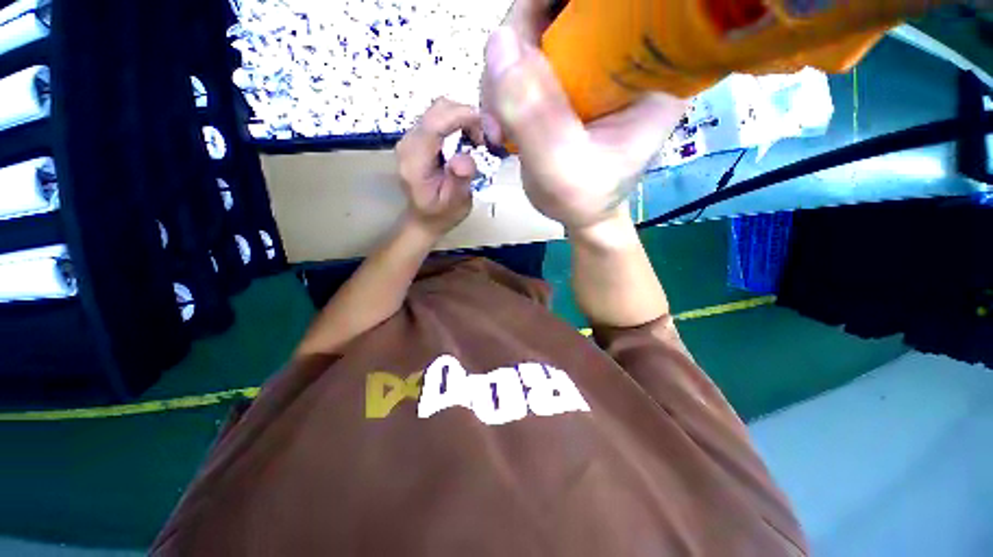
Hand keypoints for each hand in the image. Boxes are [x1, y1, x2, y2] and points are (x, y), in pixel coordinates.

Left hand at [395, 98, 485, 237]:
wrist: (423, 219)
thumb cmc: (441, 215)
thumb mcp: (455, 204)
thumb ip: (459, 180)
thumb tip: (465, 158)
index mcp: (415, 161)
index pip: (435, 124)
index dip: (461, 116)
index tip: (485, 126)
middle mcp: (408, 144)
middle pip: (436, 110)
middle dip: (465, 116)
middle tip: (483, 140)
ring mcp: (410, 138)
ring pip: (438, 110)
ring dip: (462, 118)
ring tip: (477, 141)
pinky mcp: (417, 137)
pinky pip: (437, 118)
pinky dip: (456, 122)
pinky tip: (466, 139)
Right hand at [481, 0, 687, 231]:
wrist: (580, 213)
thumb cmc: (585, 199)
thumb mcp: (562, 169)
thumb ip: (535, 116)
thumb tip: (499, 42)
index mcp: (650, 67)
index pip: (615, 6)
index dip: (562, 8)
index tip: (532, 38)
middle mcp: (623, 53)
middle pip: (562, 10)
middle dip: (520, 48)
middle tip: (501, 104)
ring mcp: (590, 63)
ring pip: (534, 32)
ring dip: (502, 77)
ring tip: (500, 130)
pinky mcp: (564, 79)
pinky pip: (521, 60)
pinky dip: (501, 89)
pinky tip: (501, 126)